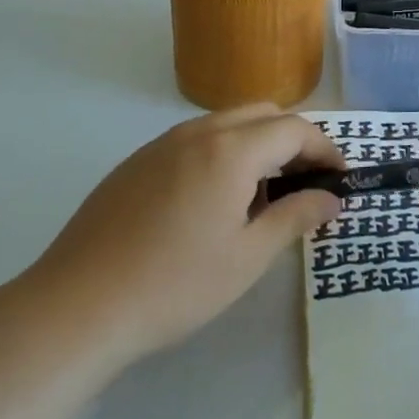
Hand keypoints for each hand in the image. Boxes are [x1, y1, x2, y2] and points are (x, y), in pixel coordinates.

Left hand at [15, 105, 342, 370]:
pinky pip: (195, 140)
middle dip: (293, 139)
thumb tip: (331, 199)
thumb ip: (295, 218)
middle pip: (261, 114)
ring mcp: (161, 144)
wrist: (78, 305)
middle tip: (307, 183)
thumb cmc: (175, 285)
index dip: (325, 149)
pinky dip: (223, 153)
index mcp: (230, 150)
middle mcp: (197, 132)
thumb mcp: (247, 258)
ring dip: (257, 144)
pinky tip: (214, 201)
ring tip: (264, 195)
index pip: (294, 128)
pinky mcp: (136, 161)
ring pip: (226, 123)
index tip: (341, 179)